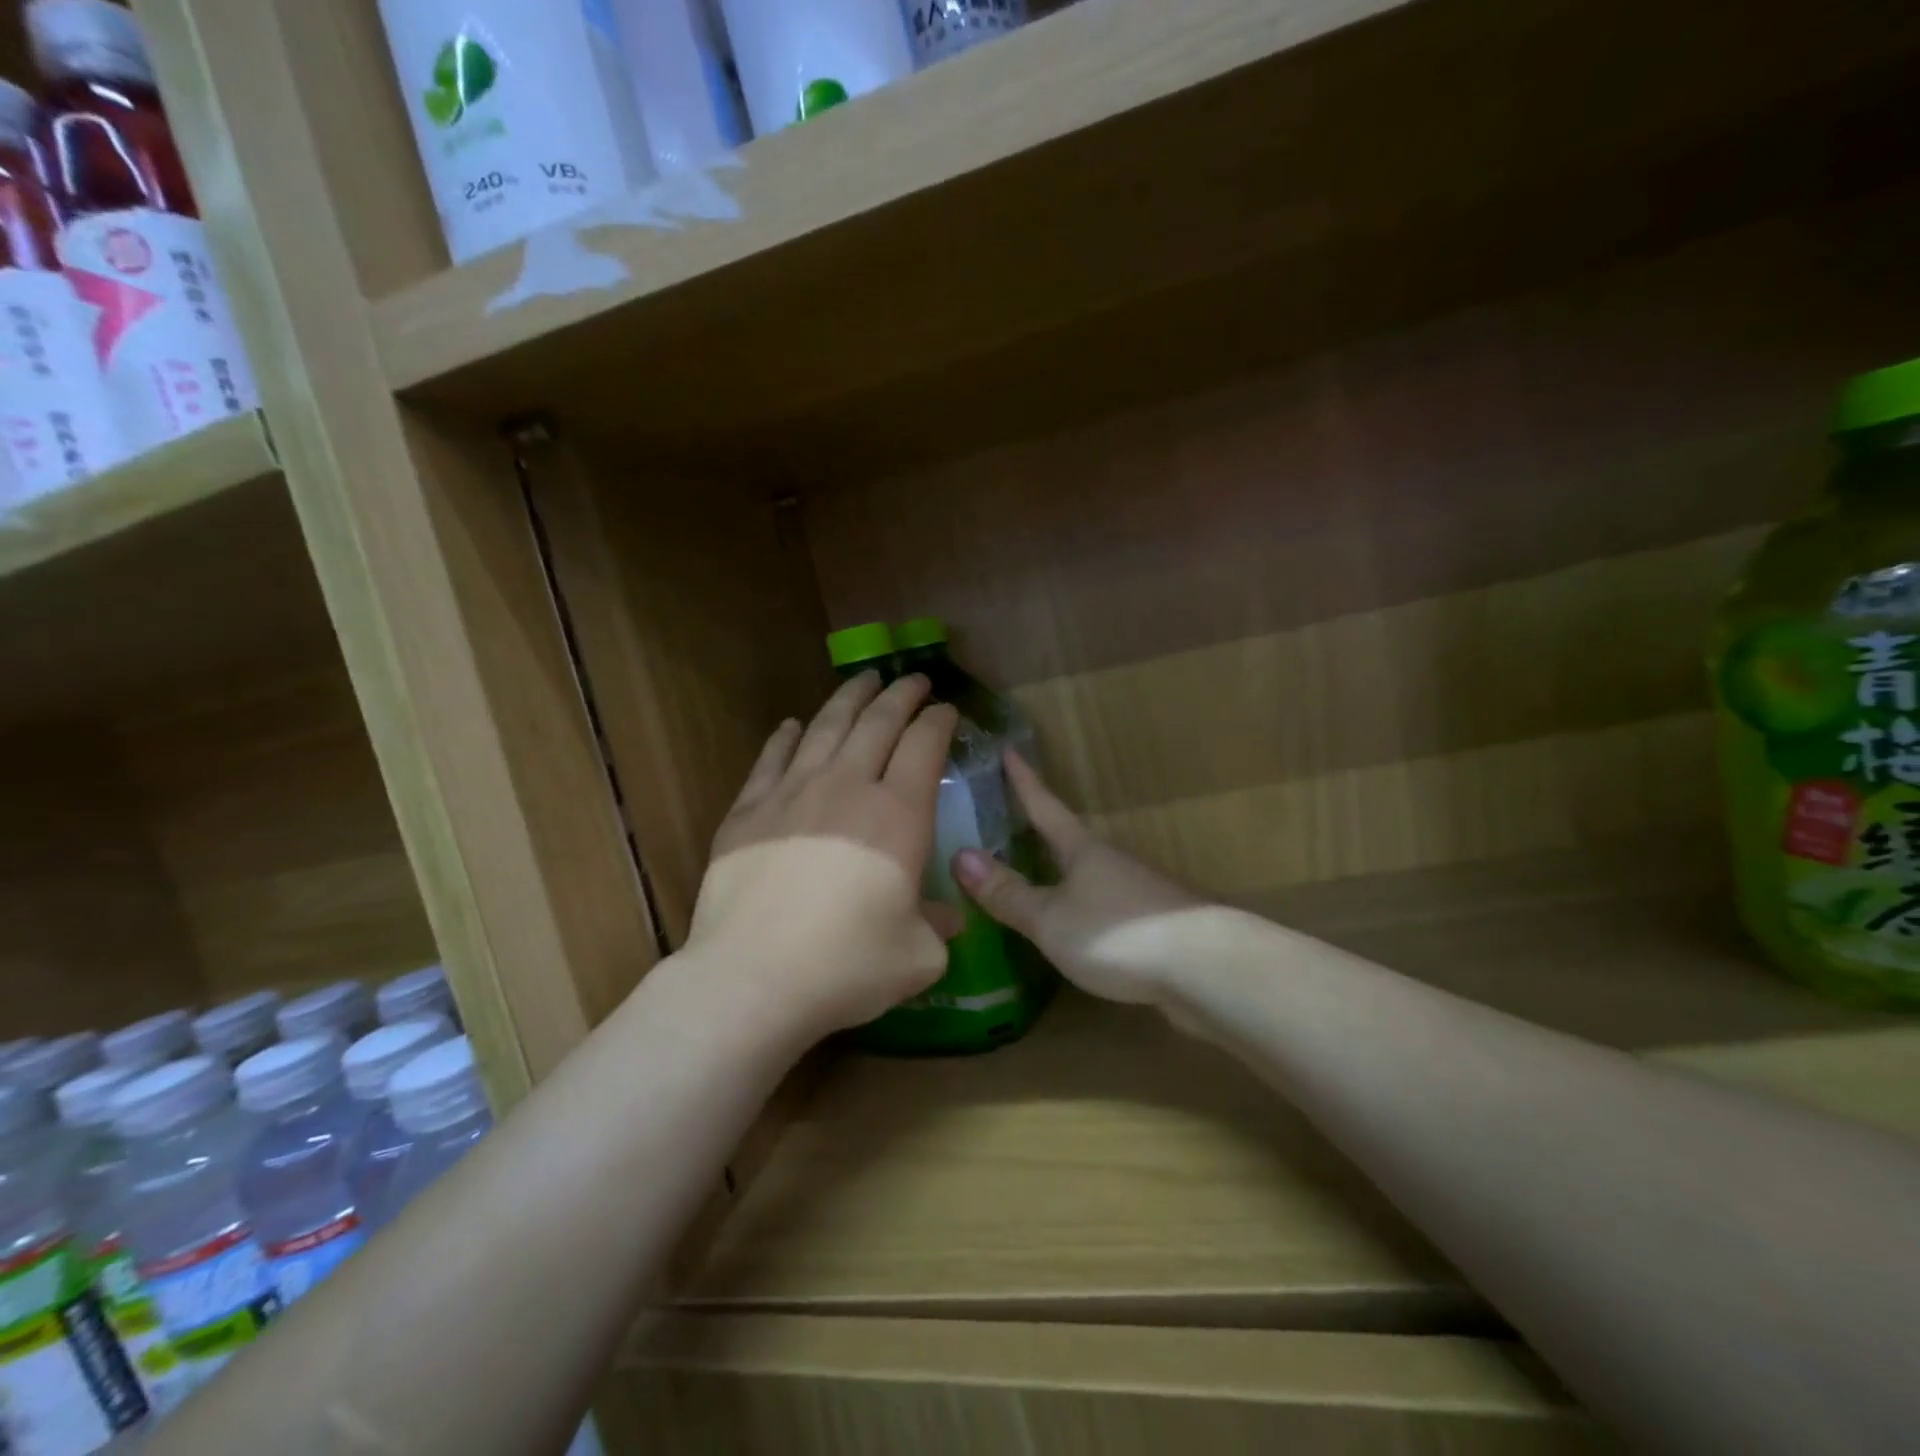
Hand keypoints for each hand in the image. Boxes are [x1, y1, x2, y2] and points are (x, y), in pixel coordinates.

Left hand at [686, 672, 960, 1040]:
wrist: (753, 978)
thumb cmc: (847, 966)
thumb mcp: (917, 956)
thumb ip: (939, 926)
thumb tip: (949, 916)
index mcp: (898, 816)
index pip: (925, 746)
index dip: (939, 721)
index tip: (946, 709)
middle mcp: (847, 788)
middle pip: (878, 723)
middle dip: (900, 695)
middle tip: (913, 679)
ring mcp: (792, 793)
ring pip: (826, 727)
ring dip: (849, 699)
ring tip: (863, 680)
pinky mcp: (748, 811)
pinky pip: (771, 758)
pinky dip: (785, 736)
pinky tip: (792, 724)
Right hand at [953, 752, 1204, 1007]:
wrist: (1204, 968)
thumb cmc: (1116, 932)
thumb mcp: (1050, 918)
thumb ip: (1008, 893)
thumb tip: (960, 856)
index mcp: (1083, 850)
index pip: (1045, 807)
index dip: (1024, 781)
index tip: (1009, 750)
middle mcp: (1110, 862)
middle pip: (1069, 839)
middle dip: (1041, 829)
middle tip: (1010, 818)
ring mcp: (1136, 892)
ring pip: (1089, 874)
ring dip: (1062, 871)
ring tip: (1034, 876)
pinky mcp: (1153, 925)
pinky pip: (1104, 906)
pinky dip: (1081, 908)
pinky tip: (1074, 928)